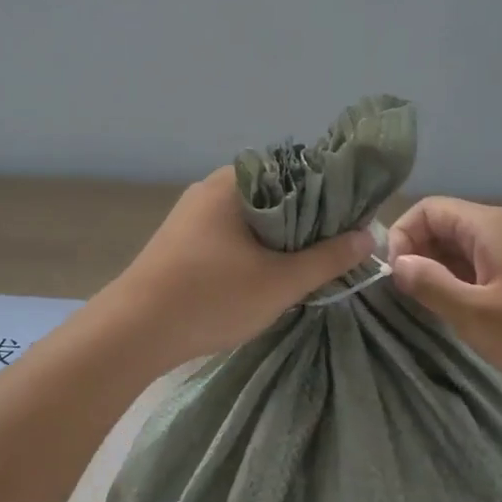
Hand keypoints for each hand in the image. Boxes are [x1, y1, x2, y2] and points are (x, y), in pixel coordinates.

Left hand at [103, 168, 375, 369]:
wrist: (133, 332)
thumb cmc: (211, 297)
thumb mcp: (280, 282)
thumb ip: (327, 258)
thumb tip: (368, 236)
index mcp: (235, 182)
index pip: (297, 170)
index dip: (331, 194)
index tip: (354, 220)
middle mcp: (211, 188)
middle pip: (275, 194)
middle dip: (307, 220)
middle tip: (337, 248)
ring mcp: (192, 215)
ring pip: (252, 218)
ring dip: (280, 238)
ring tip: (309, 263)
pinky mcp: (182, 241)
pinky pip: (231, 234)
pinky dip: (254, 248)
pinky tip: (268, 273)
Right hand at [388, 197, 501, 404]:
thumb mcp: (476, 315)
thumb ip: (430, 285)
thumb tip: (397, 263)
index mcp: (489, 227)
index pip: (427, 209)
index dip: (402, 236)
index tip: (397, 278)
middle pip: (446, 225)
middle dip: (420, 255)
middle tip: (413, 298)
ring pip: (466, 247)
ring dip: (443, 272)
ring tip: (438, 310)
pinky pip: (487, 264)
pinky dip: (467, 282)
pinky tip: (470, 315)